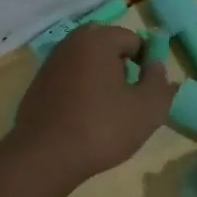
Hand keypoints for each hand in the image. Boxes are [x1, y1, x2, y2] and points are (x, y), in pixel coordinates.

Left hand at [3, 23, 174, 193]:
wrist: (44, 156)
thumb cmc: (102, 128)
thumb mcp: (148, 109)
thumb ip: (159, 82)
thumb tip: (156, 65)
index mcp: (98, 40)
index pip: (133, 39)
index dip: (146, 62)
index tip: (147, 90)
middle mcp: (70, 43)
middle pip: (106, 47)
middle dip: (121, 67)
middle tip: (128, 97)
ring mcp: (49, 64)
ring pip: (85, 63)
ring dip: (99, 78)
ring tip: (107, 111)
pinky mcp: (36, 86)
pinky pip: (68, 79)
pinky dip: (79, 91)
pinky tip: (82, 119)